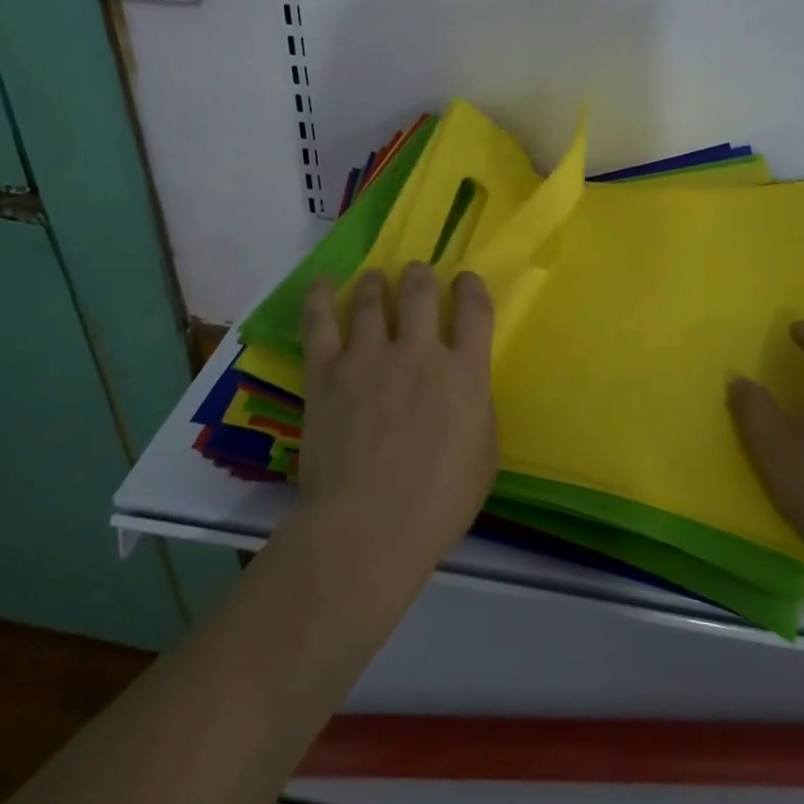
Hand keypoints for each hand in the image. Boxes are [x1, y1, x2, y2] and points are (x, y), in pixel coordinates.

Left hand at [293, 263, 498, 599]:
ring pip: (371, 298)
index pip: (474, 309)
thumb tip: (467, 387)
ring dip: (376, 282)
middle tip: (416, 273)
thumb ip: (478, 411)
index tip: (465, 282)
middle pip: (420, 290)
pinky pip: (320, 322)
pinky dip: (319, 297)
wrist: (367, 530)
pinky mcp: (327, 372)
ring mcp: (368, 357)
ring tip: (375, 278)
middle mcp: (418, 352)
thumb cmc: (437, 505)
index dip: (471, 287)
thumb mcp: (484, 458)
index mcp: (464, 373)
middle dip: (420, 274)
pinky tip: (322, 282)